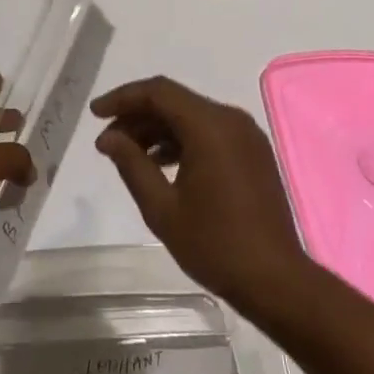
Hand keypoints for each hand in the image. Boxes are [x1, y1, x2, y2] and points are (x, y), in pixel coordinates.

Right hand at [92, 76, 306, 310]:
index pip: (158, 92)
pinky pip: (209, 132)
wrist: (277, 281)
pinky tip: (160, 163)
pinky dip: (182, 140)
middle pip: (174, 101)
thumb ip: (132, 164)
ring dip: (158, 129)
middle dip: (137, 116)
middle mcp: (230, 119)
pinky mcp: (252, 152)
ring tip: (128, 154)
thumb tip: (108, 138)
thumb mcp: (162, 208)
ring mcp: (245, 135)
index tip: (96, 113)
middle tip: (107, 141)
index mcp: (209, 126)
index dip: (123, 98)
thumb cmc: (216, 245)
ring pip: (191, 116)